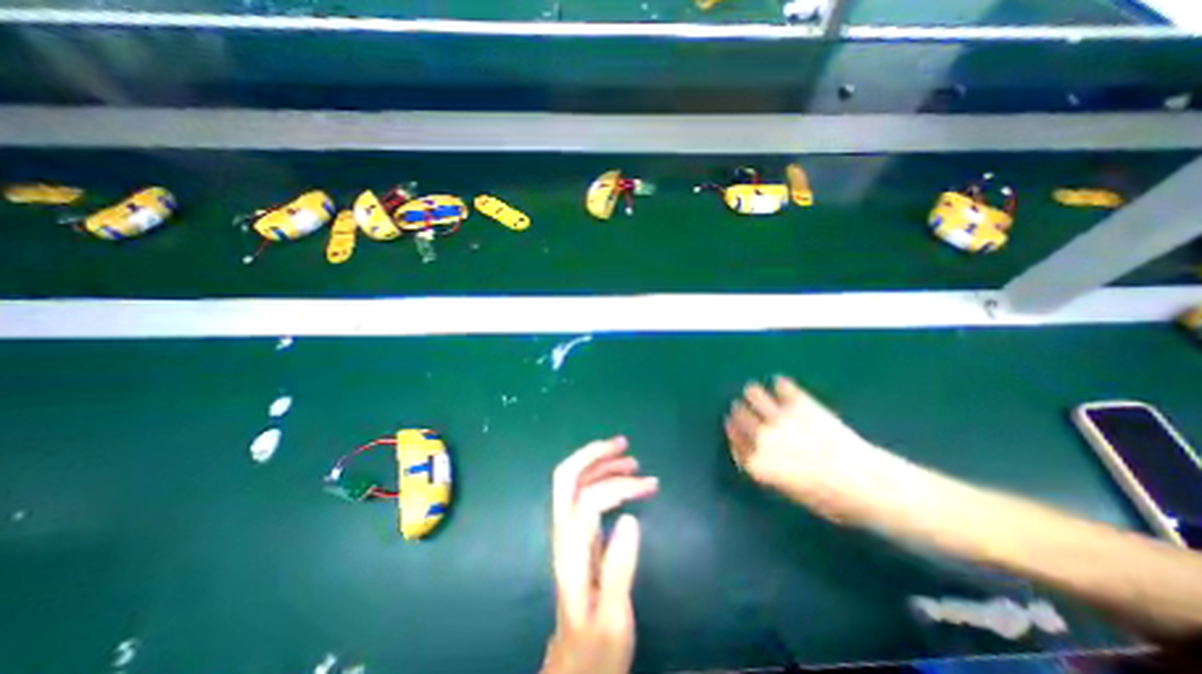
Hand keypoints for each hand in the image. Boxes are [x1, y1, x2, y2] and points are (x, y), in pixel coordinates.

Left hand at [542, 438, 654, 672]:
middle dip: (593, 454)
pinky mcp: (577, 536)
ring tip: (631, 459)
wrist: (574, 668)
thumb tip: (631, 518)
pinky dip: (602, 479)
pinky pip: (585, 494)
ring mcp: (568, 532)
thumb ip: (620, 567)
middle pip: (567, 478)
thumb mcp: (614, 617)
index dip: (618, 486)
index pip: (588, 499)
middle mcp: (564, 534)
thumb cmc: (596, 649)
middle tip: (623, 444)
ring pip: (576, 483)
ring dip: (600, 464)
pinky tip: (622, 480)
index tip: (649, 485)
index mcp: (572, 551)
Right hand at [728, 373, 917, 525]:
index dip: (732, 433)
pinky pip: (783, 387)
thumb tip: (761, 457)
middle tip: (739, 406)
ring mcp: (780, 418)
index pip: (735, 443)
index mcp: (758, 463)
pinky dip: (781, 385)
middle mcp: (762, 437)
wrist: (866, 483)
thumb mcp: (792, 492)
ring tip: (753, 391)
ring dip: (752, 394)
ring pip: (754, 396)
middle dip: (738, 411)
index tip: (730, 424)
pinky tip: (780, 383)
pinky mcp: (800, 404)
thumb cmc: (832, 499)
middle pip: (740, 417)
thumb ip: (770, 471)